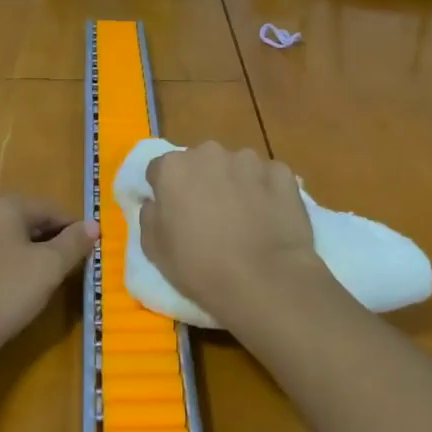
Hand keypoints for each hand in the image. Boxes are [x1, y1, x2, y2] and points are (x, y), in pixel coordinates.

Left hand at [0, 196, 96, 364]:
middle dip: (47, 241)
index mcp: (1, 204)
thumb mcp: (49, 268)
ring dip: (23, 254)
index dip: (73, 230)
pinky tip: (6, 291)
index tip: (88, 252)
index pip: (49, 209)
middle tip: (66, 269)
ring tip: (39, 282)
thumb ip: (74, 243)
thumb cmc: (3, 294)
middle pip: (23, 221)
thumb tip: (93, 225)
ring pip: (1, 239)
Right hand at [137, 143, 325, 333]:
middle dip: (202, 181)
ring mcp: (249, 160)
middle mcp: (210, 152)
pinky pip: (267, 177)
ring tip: (244, 219)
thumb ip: (149, 214)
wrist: (263, 279)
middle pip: (201, 162)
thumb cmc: (199, 267)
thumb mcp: (153, 248)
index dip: (165, 191)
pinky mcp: (281, 172)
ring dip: (235, 184)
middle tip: (209, 215)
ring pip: (236, 167)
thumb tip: (155, 201)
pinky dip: (266, 191)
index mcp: (174, 167)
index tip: (174, 213)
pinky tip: (269, 218)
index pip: (161, 169)